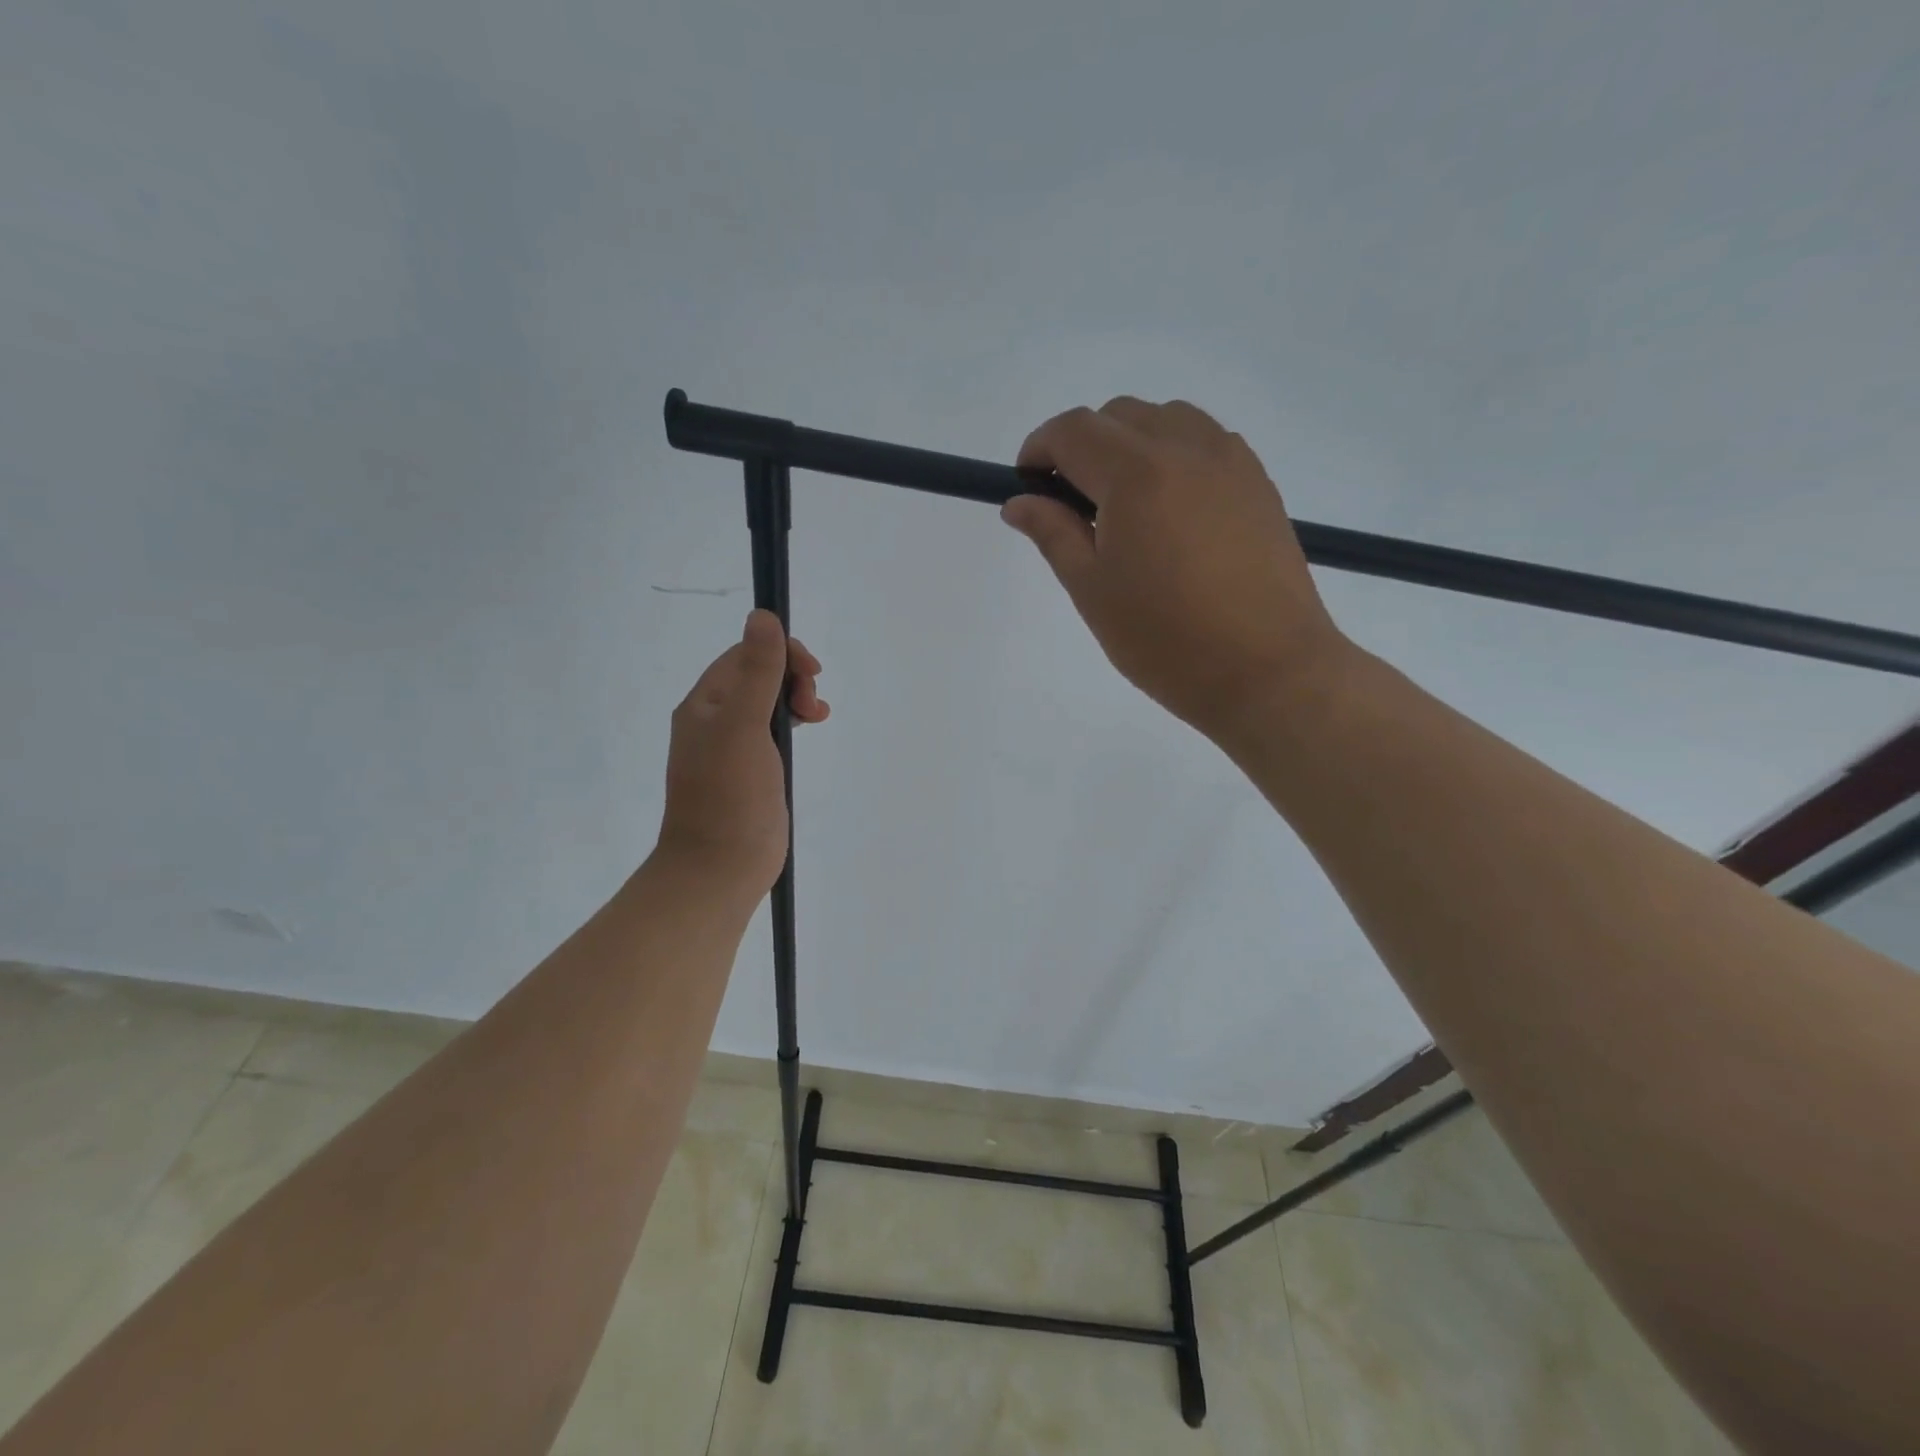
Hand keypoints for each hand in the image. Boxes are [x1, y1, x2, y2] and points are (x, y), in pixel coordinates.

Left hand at [655, 610, 827, 895]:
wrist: (719, 869)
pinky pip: (772, 731)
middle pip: (758, 675)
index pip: (745, 655)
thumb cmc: (730, 796)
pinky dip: (792, 722)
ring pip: (768, 702)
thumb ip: (756, 672)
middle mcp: (715, 720)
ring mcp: (733, 748)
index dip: (781, 654)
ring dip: (795, 697)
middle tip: (810, 704)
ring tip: (817, 715)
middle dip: (792, 676)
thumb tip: (763, 616)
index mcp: (705, 704)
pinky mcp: (751, 772)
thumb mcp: (744, 726)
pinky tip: (810, 728)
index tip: (811, 674)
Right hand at [1002, 396, 1354, 747]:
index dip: (1039, 449)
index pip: (1073, 430)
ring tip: (1124, 507)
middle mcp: (1186, 448)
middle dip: (1083, 446)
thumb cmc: (1166, 640)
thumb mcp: (1092, 590)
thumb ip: (1053, 533)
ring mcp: (1231, 461)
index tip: (1027, 486)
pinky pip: (1205, 442)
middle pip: (1118, 416)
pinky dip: (1173, 455)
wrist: (1268, 671)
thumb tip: (1019, 502)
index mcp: (1137, 474)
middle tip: (1072, 506)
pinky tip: (1170, 512)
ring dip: (1130, 444)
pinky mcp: (1259, 483)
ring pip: (1166, 420)